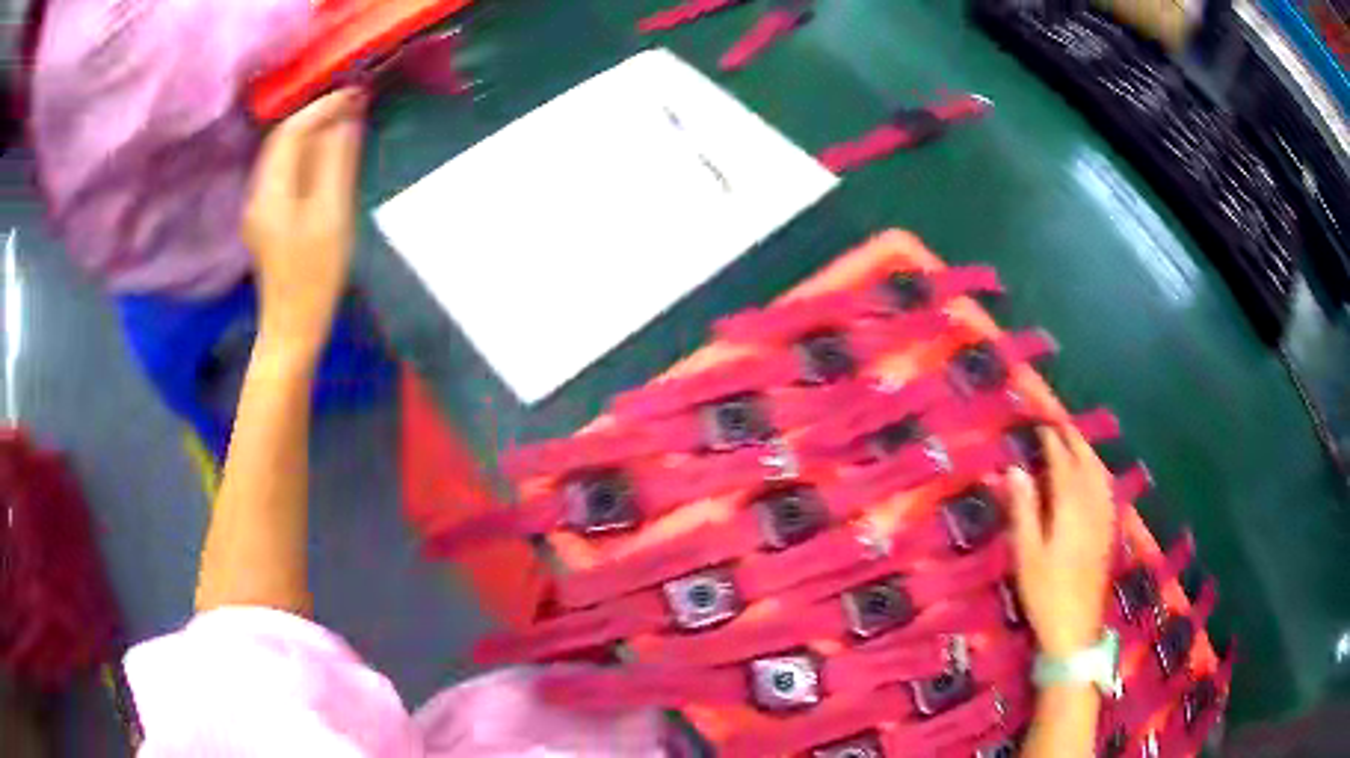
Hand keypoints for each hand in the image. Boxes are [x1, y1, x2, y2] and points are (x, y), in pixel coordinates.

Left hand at [243, 88, 366, 360]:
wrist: (292, 327)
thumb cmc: (316, 277)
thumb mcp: (333, 216)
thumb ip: (337, 163)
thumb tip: (347, 119)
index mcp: (271, 191)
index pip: (293, 131)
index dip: (324, 107)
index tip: (356, 94)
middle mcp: (258, 192)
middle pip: (283, 139)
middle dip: (317, 115)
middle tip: (354, 104)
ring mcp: (259, 206)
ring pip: (283, 153)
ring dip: (312, 132)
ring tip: (345, 123)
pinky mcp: (266, 217)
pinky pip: (284, 171)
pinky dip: (306, 153)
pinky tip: (327, 154)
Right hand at [1006, 426, 1116, 657]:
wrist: (1075, 627)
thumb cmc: (1045, 592)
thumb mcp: (1026, 554)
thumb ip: (1023, 509)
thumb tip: (1015, 470)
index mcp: (1070, 508)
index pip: (1063, 464)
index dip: (1053, 442)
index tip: (1041, 425)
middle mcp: (1092, 506)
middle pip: (1087, 463)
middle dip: (1074, 440)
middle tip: (1060, 423)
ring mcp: (1104, 519)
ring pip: (1100, 475)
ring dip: (1089, 453)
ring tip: (1076, 441)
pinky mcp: (1109, 532)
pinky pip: (1107, 490)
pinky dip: (1100, 473)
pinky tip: (1096, 476)